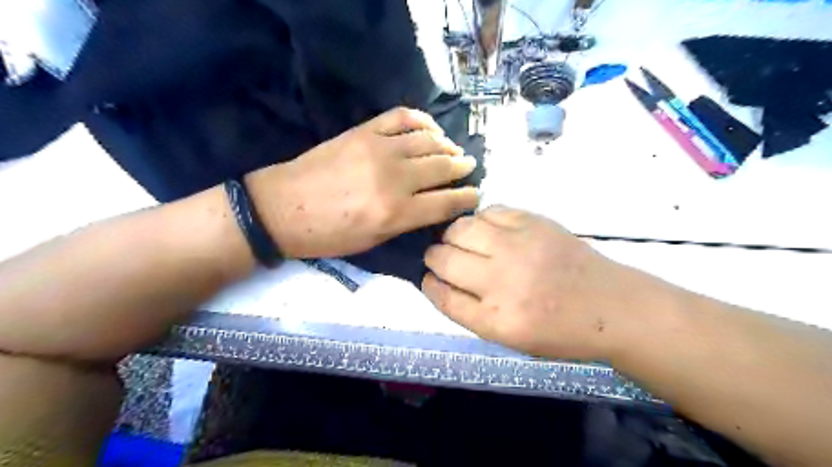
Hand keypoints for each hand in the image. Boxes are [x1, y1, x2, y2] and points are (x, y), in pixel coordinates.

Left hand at [246, 106, 476, 258]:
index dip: (466, 198)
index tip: (475, 194)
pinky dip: (422, 120)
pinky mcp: (363, 131)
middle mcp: (394, 178)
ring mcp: (378, 149)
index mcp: (396, 213)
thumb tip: (432, 205)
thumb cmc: (328, 235)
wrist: (282, 208)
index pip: (446, 202)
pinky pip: (402, 117)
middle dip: (462, 168)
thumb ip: (406, 222)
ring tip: (453, 151)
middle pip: (442, 167)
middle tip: (469, 167)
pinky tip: (430, 129)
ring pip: (428, 140)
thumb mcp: (372, 242)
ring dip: (447, 145)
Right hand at [422, 204, 663, 360]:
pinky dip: (480, 221)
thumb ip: (470, 311)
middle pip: (443, 258)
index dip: (428, 284)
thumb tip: (439, 280)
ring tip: (462, 242)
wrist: (611, 307)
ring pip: (460, 228)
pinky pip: (488, 212)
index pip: (441, 295)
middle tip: (443, 258)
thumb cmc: (559, 331)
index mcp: (495, 319)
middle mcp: (501, 281)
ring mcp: (517, 246)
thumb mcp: (509, 337)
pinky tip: (487, 231)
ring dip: (452, 236)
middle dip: (434, 257)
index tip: (428, 278)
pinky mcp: (532, 222)